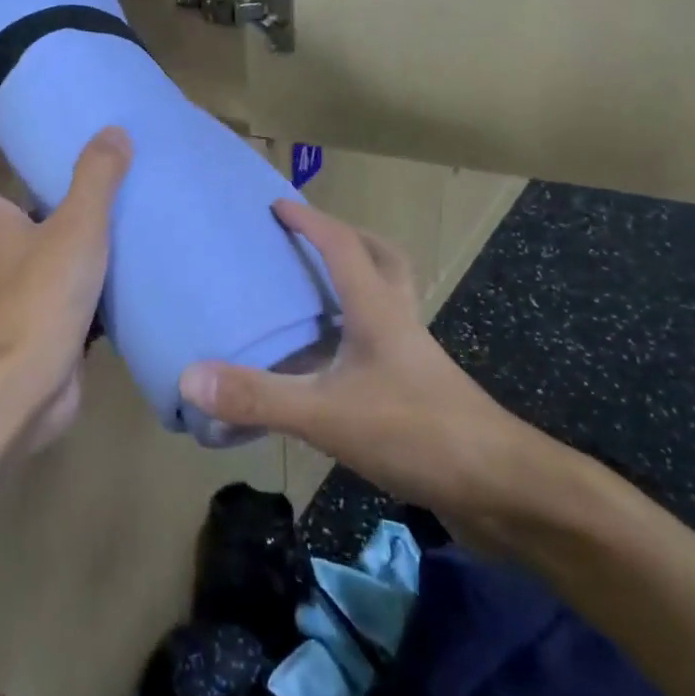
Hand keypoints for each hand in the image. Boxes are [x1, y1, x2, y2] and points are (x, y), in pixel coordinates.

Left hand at [0, 125, 131, 450]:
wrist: (26, 390)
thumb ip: (96, 179)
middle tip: (82, 169)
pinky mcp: (43, 327)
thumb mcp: (76, 229)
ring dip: (69, 234)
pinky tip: (126, 271)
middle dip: (36, 189)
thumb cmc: (41, 298)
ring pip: (42, 252)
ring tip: (115, 214)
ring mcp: (18, 296)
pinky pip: (67, 291)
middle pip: (7, 212)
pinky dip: (89, 278)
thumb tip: (113, 131)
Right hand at [179, 199, 571, 547]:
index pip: (343, 247)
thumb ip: (259, 397)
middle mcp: (399, 324)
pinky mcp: (421, 393)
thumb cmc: (418, 433)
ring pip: (387, 301)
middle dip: (347, 240)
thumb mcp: (328, 414)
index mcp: (378, 311)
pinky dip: (356, 338)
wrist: (504, 490)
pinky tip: (330, 368)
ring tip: (313, 297)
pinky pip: (383, 345)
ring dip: (356, 285)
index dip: (310, 221)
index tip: (278, 205)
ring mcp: (414, 360)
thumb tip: (190, 378)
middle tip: (311, 240)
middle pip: (382, 261)